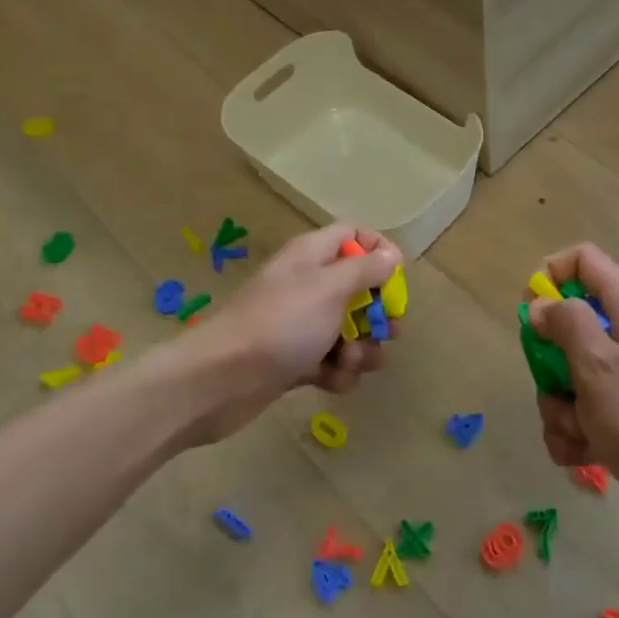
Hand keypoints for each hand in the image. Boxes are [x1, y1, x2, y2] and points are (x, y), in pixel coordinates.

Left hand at [178, 224, 401, 442]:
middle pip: (358, 287)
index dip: (378, 250)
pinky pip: (331, 361)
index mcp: (313, 255)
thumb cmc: (282, 323)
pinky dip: (338, 372)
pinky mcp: (295, 360)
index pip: (353, 236)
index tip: (396, 277)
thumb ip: (365, 269)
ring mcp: (300, 324)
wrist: (222, 379)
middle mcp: (308, 284)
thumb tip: (391, 254)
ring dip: (362, 348)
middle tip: (388, 330)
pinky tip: (333, 382)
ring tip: (351, 361)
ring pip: (349, 329)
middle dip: (378, 312)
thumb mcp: (331, 287)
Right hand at [529, 245, 618, 569]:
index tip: (531, 314)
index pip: (585, 261)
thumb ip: (567, 325)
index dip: (552, 277)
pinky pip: (582, 414)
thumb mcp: (601, 368)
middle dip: (549, 363)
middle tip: (558, 388)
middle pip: (568, 326)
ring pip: (569, 376)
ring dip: (559, 408)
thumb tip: (541, 304)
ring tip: (579, 435)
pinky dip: (574, 435)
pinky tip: (583, 457)